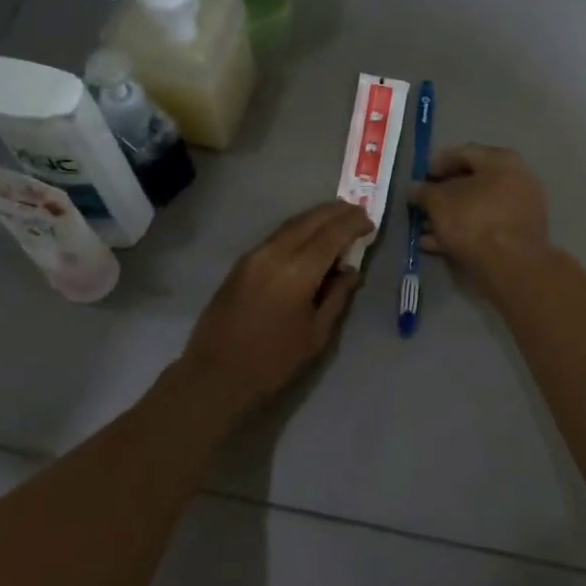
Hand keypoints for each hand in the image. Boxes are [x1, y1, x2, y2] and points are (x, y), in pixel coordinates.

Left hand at [178, 200, 372, 418]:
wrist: (215, 376)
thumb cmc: (273, 362)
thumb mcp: (316, 334)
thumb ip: (337, 296)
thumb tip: (350, 269)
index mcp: (297, 272)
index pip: (331, 234)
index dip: (353, 224)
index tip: (370, 222)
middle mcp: (274, 254)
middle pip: (310, 220)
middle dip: (336, 211)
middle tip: (357, 210)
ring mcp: (254, 256)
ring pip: (290, 225)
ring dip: (316, 217)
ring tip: (337, 217)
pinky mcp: (241, 264)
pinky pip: (276, 236)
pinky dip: (298, 230)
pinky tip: (309, 237)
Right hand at [411, 144, 548, 279]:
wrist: (511, 265)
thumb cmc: (473, 220)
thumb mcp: (438, 202)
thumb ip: (423, 192)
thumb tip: (414, 189)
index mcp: (501, 160)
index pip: (464, 153)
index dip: (437, 163)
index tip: (419, 177)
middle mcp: (517, 179)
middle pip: (472, 182)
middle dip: (443, 195)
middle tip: (422, 205)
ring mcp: (521, 208)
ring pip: (478, 208)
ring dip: (450, 216)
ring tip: (424, 229)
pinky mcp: (519, 235)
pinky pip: (486, 227)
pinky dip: (463, 232)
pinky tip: (436, 244)